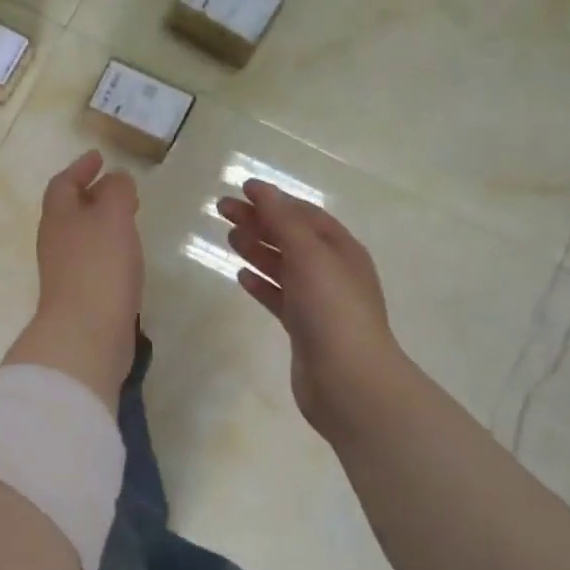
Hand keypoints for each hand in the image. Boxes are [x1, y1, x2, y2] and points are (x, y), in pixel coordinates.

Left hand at [3, 150, 141, 411]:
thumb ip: (117, 191)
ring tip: (128, 218)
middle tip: (120, 188)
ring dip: (101, 223)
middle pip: (69, 210)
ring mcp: (65, 271)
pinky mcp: (80, 296)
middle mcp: (56, 241)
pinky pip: (93, 262)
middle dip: (92, 195)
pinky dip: (108, 250)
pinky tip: (127, 257)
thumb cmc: (99, 267)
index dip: (80, 168)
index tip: (99, 157)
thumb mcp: (113, 216)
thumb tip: (116, 179)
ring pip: (82, 236)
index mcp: (58, 217)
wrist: (86, 333)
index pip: (63, 183)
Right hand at [216, 181, 406, 439]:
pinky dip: (261, 284)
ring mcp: (318, 302)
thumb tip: (261, 189)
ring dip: (257, 249)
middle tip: (222, 210)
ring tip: (229, 238)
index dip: (274, 200)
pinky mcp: (303, 328)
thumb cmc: (331, 309)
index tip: (241, 189)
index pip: (304, 215)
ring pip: (283, 267)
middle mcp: (332, 272)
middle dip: (259, 221)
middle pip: (291, 237)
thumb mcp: (308, 255)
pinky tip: (241, 276)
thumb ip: (282, 221)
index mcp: (341, 250)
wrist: (348, 379)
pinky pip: (279, 297)